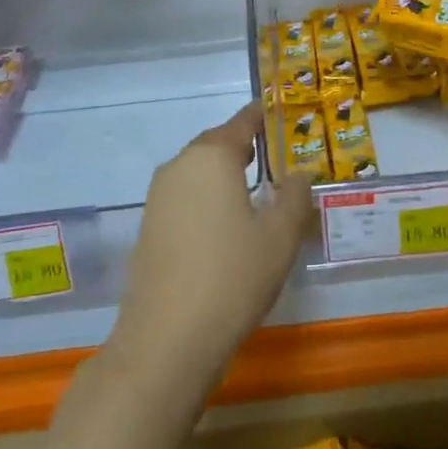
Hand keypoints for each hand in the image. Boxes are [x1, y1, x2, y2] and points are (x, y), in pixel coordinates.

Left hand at [117, 102, 315, 377]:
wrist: (168, 337)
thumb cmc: (234, 275)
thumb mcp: (280, 236)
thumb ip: (294, 197)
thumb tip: (299, 174)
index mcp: (211, 157)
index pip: (241, 123)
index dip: (260, 116)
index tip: (276, 110)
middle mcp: (179, 167)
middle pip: (215, 145)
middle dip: (242, 146)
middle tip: (271, 153)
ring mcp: (158, 198)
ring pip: (197, 172)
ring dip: (223, 174)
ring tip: (252, 188)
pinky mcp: (148, 227)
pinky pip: (184, 197)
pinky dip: (206, 198)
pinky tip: (224, 223)